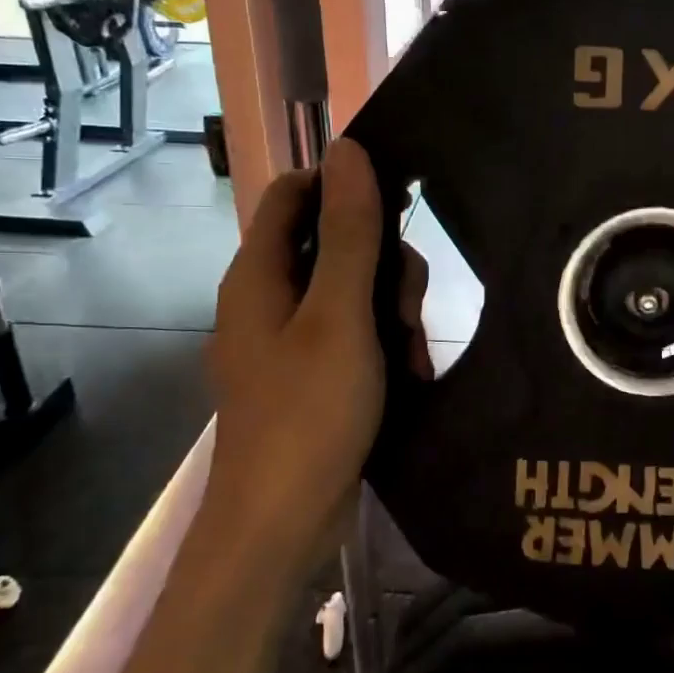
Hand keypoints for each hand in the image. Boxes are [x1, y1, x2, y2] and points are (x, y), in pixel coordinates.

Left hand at [209, 139, 426, 578]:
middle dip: (382, 264)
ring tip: (413, 352)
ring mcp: (287, 340)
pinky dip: (380, 343)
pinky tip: (408, 372)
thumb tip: (347, 150)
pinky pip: (349, 334)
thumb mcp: (340, 316)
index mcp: (259, 275)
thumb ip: (349, 233)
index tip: (399, 207)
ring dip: (390, 310)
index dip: (344, 187)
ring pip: (348, 291)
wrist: (283, 522)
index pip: (295, 194)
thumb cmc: (309, 412)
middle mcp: (267, 299)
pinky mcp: (308, 374)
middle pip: (331, 244)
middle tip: (409, 306)